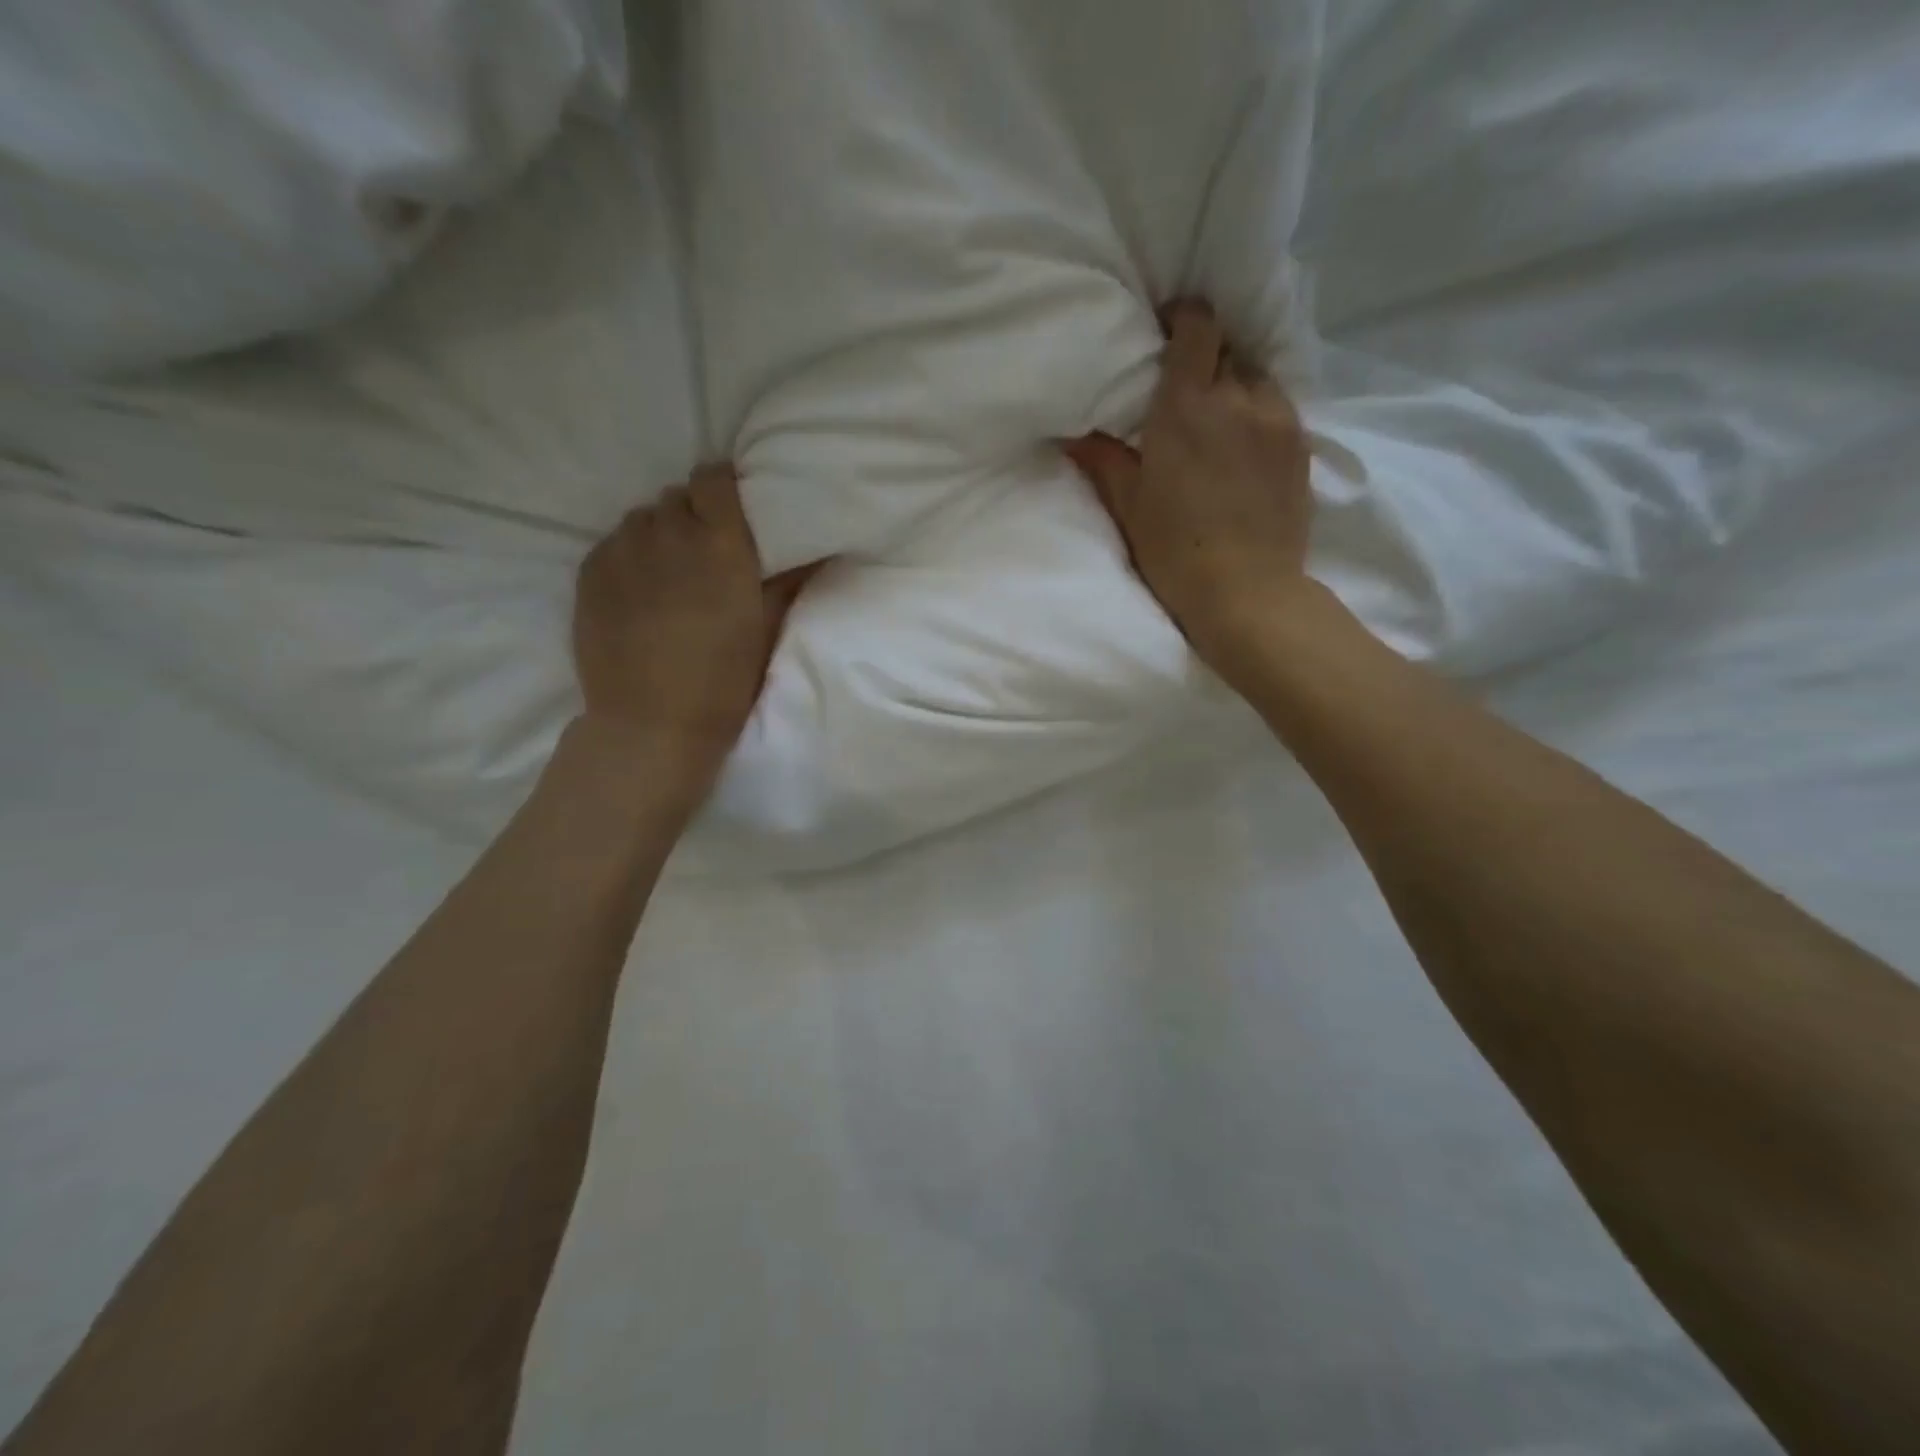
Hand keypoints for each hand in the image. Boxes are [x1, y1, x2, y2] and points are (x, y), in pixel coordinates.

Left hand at [573, 464, 811, 793]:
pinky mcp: (589, 571)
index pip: (715, 478)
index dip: (725, 488)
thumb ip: (788, 580)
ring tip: (670, 574)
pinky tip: (639, 592)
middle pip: (679, 497)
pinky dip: (630, 556)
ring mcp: (622, 549)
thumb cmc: (724, 681)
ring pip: (644, 518)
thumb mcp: (767, 630)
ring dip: (660, 535)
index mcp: (720, 544)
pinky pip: (614, 543)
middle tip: (707, 555)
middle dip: (695, 516)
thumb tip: (818, 549)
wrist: (652, 724)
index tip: (734, 511)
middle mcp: (668, 532)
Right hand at [1066, 300, 1316, 689]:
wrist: (1246, 593)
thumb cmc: (1175, 551)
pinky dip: (1259, 412)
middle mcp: (1238, 398)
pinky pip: (1279, 407)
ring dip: (1236, 384)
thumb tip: (1069, 434)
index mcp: (1188, 406)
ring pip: (1257, 376)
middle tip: (1185, 388)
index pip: (1197, 326)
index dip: (1184, 318)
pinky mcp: (1302, 446)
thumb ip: (1102, 460)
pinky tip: (1244, 445)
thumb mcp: (1129, 506)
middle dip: (1206, 356)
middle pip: (1228, 348)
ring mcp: (1278, 419)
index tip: (1167, 331)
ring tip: (1219, 418)